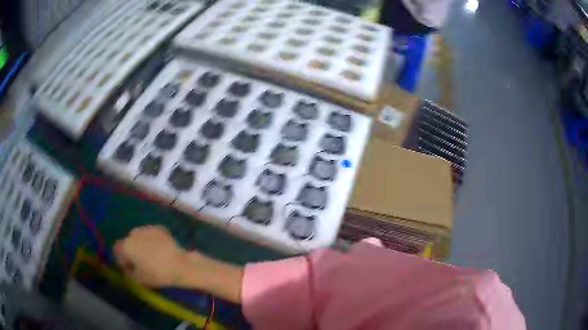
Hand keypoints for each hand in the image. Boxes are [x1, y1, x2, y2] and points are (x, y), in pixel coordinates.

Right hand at [114, 225, 187, 286]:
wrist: (180, 264)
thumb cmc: (157, 274)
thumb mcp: (139, 280)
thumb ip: (128, 274)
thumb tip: (127, 270)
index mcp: (126, 246)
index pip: (117, 250)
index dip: (121, 260)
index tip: (128, 269)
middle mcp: (133, 233)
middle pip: (128, 242)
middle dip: (131, 252)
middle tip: (140, 263)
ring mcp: (146, 228)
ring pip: (139, 237)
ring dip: (141, 245)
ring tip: (151, 256)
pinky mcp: (159, 228)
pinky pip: (150, 235)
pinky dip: (152, 241)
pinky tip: (159, 250)